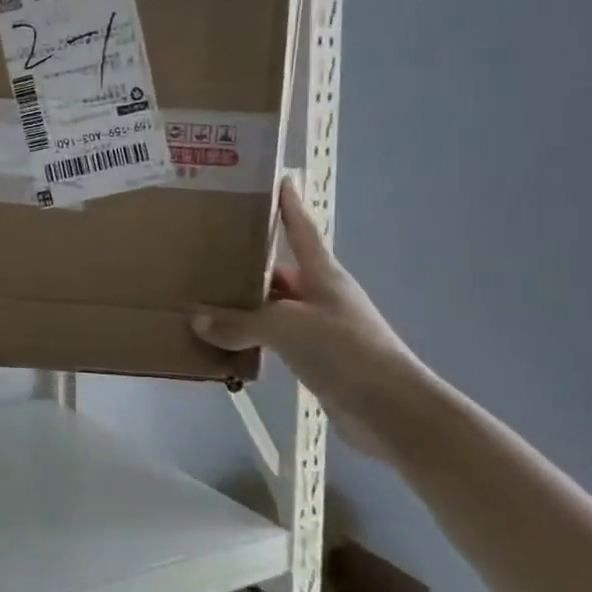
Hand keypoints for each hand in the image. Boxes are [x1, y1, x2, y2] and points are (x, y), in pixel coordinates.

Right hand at [190, 178, 427, 456]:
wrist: (393, 413)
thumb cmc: (345, 352)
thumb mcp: (286, 328)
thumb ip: (239, 323)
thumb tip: (198, 320)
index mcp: (323, 276)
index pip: (302, 230)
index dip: (290, 206)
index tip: (279, 179)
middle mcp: (321, 297)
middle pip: (279, 272)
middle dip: (246, 264)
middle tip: (205, 253)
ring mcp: (320, 331)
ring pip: (272, 309)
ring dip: (243, 307)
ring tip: (201, 300)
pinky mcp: (316, 362)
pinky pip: (273, 342)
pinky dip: (249, 340)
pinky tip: (222, 344)